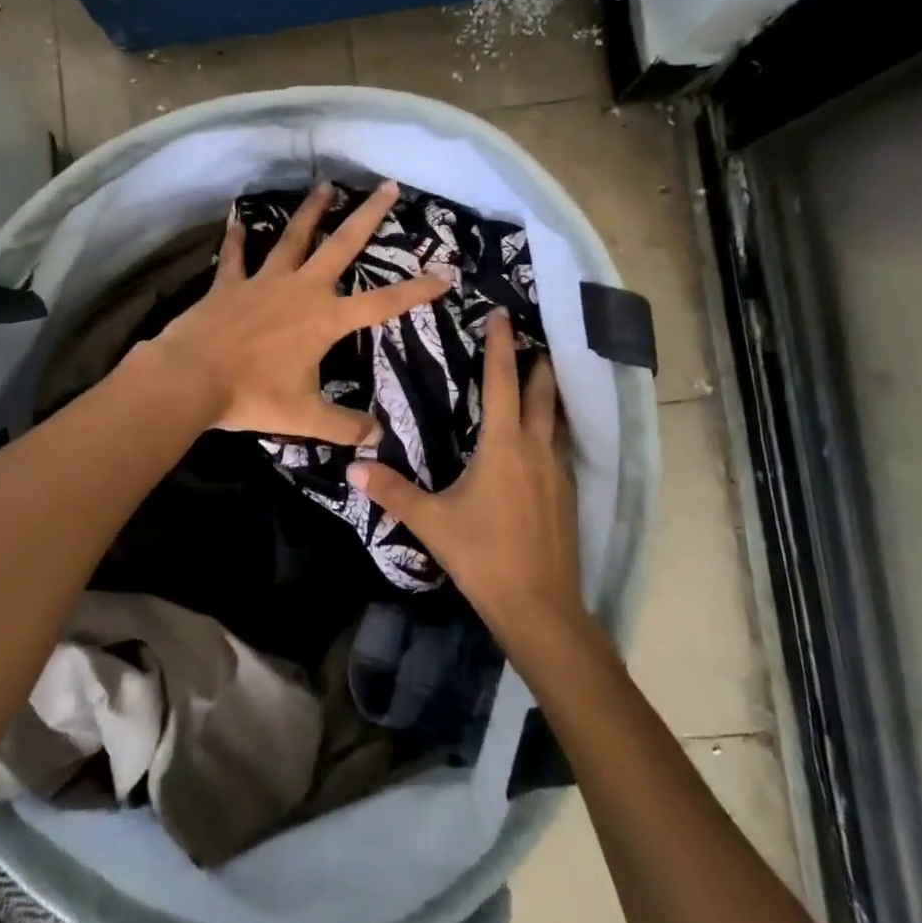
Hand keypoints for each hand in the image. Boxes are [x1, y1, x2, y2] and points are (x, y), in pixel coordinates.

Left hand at [146, 181, 451, 444]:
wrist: (191, 378)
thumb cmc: (252, 396)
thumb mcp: (306, 418)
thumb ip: (344, 426)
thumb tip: (377, 437)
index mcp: (325, 319)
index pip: (382, 303)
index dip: (416, 290)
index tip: (444, 274)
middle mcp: (300, 289)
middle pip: (341, 245)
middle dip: (368, 215)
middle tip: (388, 186)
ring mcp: (263, 282)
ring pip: (292, 238)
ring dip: (311, 212)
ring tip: (325, 185)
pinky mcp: (229, 284)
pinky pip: (235, 256)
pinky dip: (235, 238)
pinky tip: (236, 218)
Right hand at [349, 310, 583, 644]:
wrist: (540, 607)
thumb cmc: (483, 556)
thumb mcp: (432, 522)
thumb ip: (393, 491)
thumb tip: (354, 466)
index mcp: (505, 446)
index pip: (503, 382)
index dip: (500, 346)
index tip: (502, 314)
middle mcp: (537, 449)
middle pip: (542, 393)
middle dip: (537, 362)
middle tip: (530, 338)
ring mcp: (558, 473)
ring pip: (555, 420)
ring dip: (547, 395)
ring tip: (536, 380)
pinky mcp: (567, 495)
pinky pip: (559, 447)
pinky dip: (549, 429)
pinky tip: (537, 441)